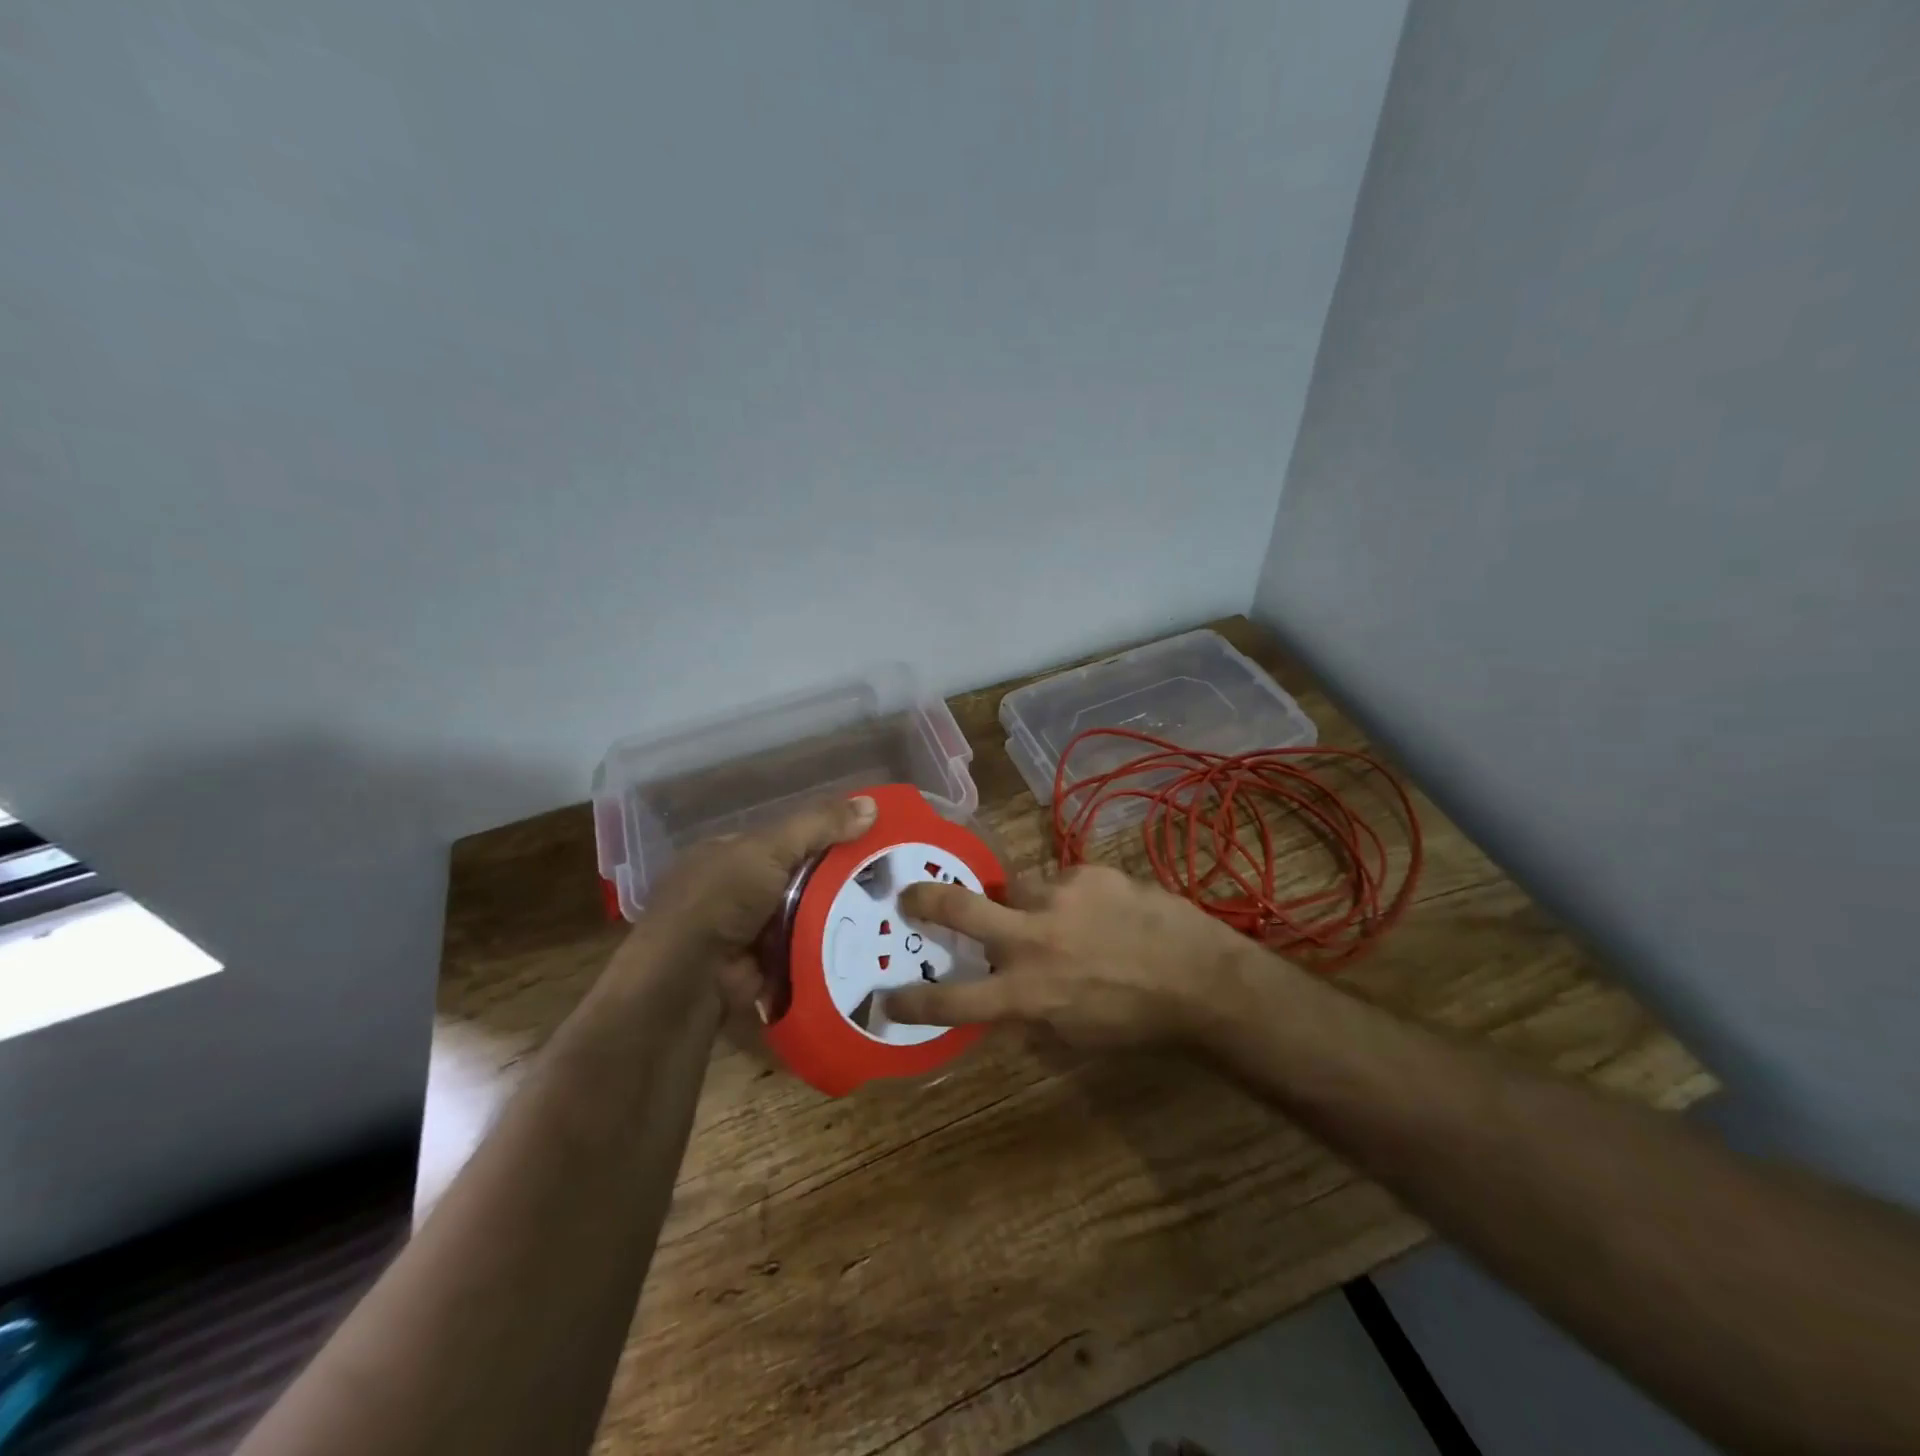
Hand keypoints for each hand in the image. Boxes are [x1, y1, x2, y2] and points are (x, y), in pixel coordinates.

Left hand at [625, 794, 876, 1022]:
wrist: (686, 981)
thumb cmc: (720, 901)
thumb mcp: (769, 849)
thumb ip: (818, 825)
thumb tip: (872, 804)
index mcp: (731, 854)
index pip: (789, 839)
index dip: (828, 837)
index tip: (871, 841)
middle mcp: (737, 890)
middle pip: (801, 879)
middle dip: (839, 881)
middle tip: (890, 881)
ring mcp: (748, 932)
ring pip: (806, 916)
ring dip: (837, 918)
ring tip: (889, 913)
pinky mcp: (762, 968)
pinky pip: (804, 952)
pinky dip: (827, 950)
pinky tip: (868, 946)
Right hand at [881, 864, 1256, 1049]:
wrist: (1201, 979)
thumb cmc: (1137, 1022)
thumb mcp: (1075, 1036)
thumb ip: (1029, 1016)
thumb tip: (1000, 1006)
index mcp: (1026, 993)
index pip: (954, 999)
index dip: (913, 1001)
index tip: (885, 998)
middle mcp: (1032, 939)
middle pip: (960, 908)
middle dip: (925, 900)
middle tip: (909, 895)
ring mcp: (1058, 897)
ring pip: (1016, 888)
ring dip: (1022, 903)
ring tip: (1058, 918)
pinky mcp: (1086, 872)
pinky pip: (1060, 880)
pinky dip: (1067, 896)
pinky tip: (1098, 911)